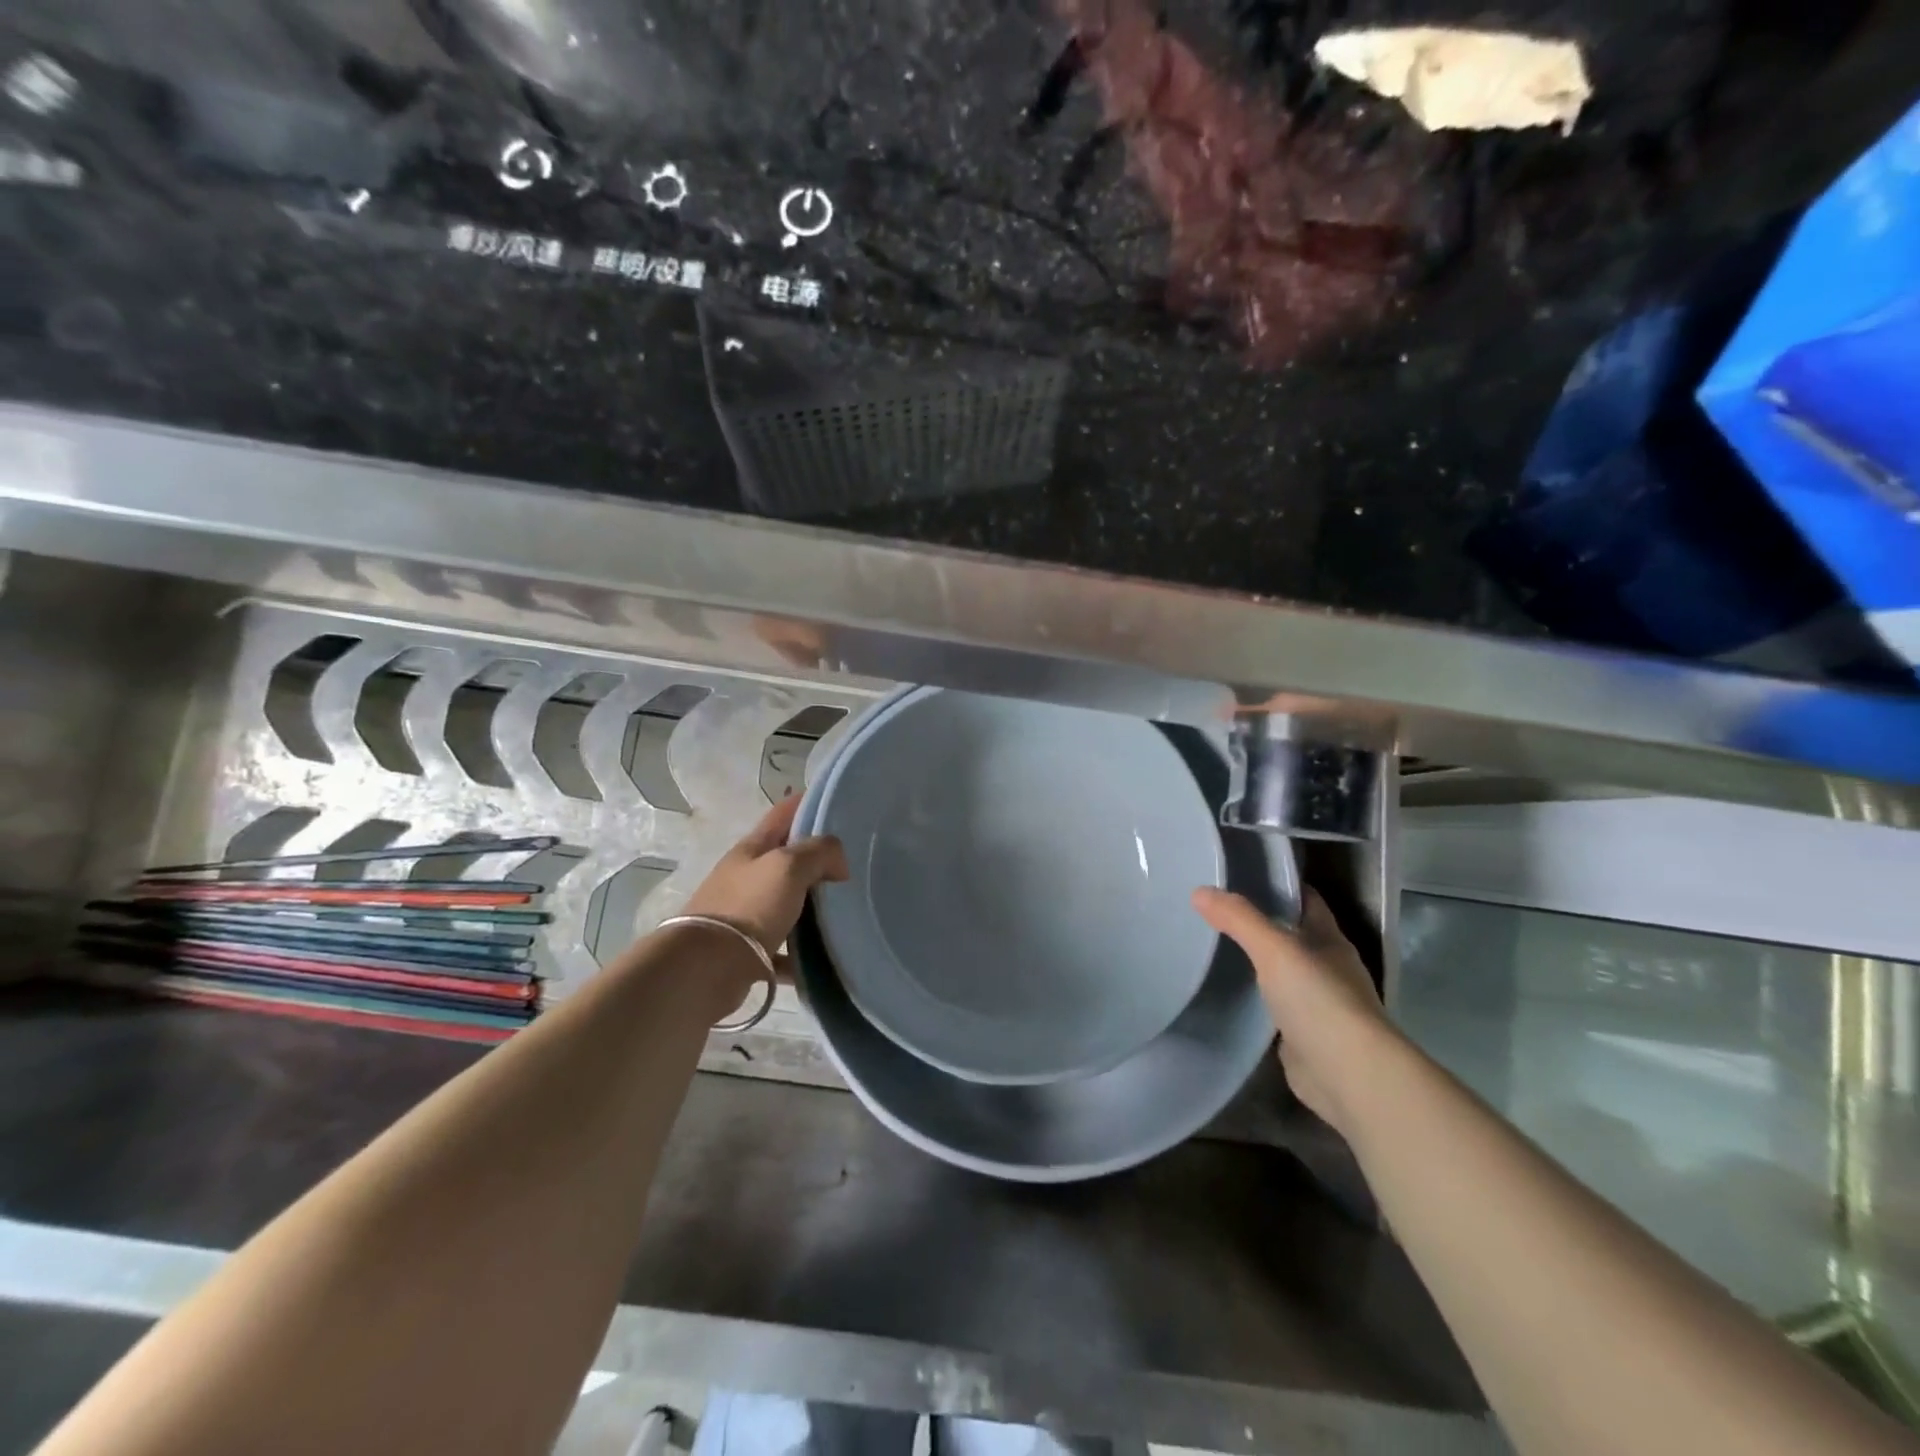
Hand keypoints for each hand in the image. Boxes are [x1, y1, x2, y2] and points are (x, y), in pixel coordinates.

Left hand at [683, 795, 848, 959]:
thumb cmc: (750, 906)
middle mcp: (747, 876)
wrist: (706, 968)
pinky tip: (825, 955)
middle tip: (855, 863)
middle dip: (818, 858)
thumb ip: (820, 852)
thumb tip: (838, 863)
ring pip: (787, 901)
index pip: (784, 813)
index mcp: (753, 848)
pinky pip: (783, 946)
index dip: (808, 802)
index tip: (840, 802)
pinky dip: (802, 950)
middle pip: (787, 858)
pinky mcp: (748, 949)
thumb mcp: (789, 866)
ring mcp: (746, 913)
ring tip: (847, 908)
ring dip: (813, 904)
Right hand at [1192, 885, 1397, 1137]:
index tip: (1243, 873)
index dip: (1281, 885)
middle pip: (1294, 936)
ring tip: (1215, 945)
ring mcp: (1319, 1006)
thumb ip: (1239, 919)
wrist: (1350, 1077)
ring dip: (1259, 962)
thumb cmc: (1320, 1001)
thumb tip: (1199, 891)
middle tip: (1217, 909)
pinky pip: (1276, 1008)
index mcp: (1330, 942)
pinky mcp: (1304, 1038)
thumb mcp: (1275, 949)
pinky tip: (1230, 993)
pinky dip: (1257, 999)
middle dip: (1263, 922)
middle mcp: (1328, 969)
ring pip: (1284, 973)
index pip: (1306, 901)